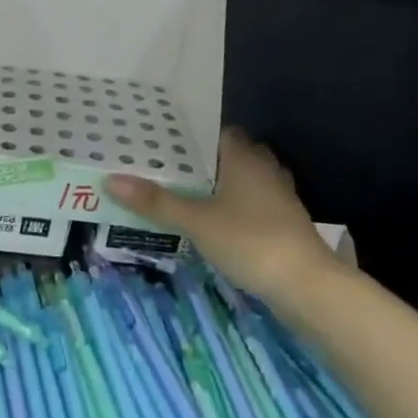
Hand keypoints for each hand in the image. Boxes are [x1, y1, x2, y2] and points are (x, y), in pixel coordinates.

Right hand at [105, 128, 337, 300]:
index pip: (217, 132)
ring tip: (178, 193)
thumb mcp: (196, 221)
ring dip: (214, 186)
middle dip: (198, 162)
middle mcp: (264, 170)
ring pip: (239, 181)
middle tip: (161, 168)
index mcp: (245, 159)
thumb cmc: (251, 241)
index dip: (190, 135)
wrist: (306, 285)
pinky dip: (227, 207)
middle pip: (228, 156)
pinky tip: (206, 220)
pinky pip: (248, 204)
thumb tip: (111, 180)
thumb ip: (155, 201)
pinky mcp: (281, 223)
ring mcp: (277, 198)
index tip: (160, 142)